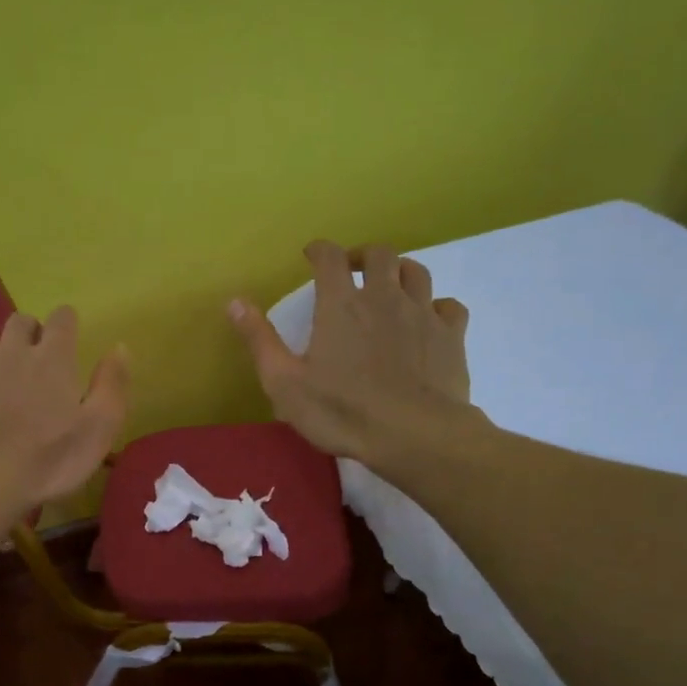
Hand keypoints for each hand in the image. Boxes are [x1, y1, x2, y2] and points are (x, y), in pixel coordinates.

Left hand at [0, 305, 128, 523]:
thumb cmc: (48, 460)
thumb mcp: (98, 430)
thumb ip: (112, 385)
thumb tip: (120, 347)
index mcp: (52, 359)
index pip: (62, 319)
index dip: (66, 322)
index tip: (68, 334)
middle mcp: (11, 351)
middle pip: (19, 321)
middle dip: (29, 331)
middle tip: (34, 357)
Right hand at [228, 241, 481, 473]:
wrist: (415, 436)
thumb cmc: (342, 411)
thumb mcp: (285, 383)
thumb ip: (260, 340)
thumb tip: (234, 301)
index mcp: (341, 305)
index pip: (330, 257)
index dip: (319, 249)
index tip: (311, 255)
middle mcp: (384, 297)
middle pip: (380, 254)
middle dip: (362, 255)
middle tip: (352, 271)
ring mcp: (422, 314)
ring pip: (417, 272)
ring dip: (400, 272)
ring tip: (389, 287)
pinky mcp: (451, 336)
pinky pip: (449, 306)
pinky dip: (436, 306)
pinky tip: (428, 321)